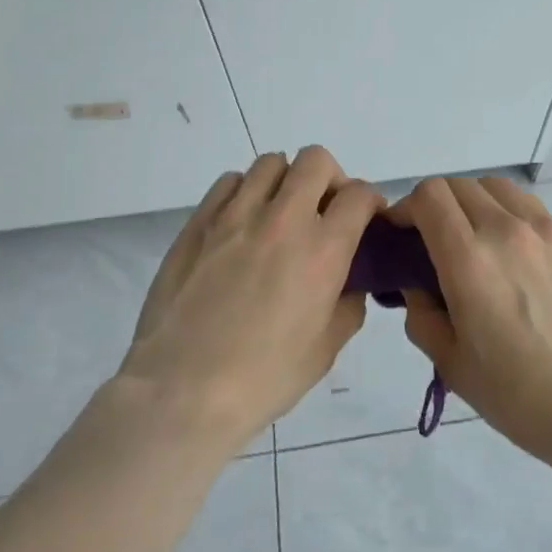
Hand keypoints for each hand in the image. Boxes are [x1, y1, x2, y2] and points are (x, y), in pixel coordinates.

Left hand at [117, 147, 382, 453]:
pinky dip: (244, 191)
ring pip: (270, 163)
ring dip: (285, 181)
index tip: (365, 218)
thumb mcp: (326, 349)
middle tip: (323, 209)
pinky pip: (229, 182)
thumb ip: (348, 304)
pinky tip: (242, 223)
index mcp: (323, 250)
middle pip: (316, 160)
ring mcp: (236, 216)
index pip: (359, 194)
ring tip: (279, 213)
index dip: (370, 201)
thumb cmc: (263, 378)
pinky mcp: (198, 223)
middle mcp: (283, 220)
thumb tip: (349, 282)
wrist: (181, 391)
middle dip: (330, 178)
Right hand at [388, 176, 551, 468]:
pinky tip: (512, 252)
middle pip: (459, 185)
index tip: (402, 235)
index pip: (429, 196)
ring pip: (496, 187)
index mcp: (469, 259)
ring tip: (474, 238)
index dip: (406, 208)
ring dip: (473, 202)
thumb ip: (421, 314)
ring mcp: (544, 231)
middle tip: (433, 241)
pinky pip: (529, 207)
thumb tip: (417, 286)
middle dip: (436, 205)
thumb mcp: (451, 363)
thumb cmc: (517, 393)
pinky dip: (507, 213)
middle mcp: (505, 231)